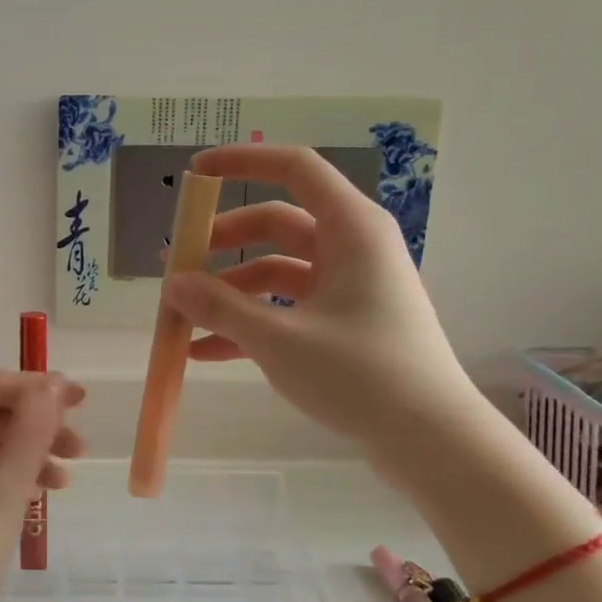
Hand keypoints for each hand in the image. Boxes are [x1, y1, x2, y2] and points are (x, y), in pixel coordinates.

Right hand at [162, 144, 478, 445]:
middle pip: (275, 224)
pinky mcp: (345, 323)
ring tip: (182, 318)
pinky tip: (206, 352)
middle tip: (177, 265)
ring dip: (229, 292)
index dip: (242, 163)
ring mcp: (349, 287)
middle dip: (222, 244)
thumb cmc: (359, 373)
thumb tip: (172, 283)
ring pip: (276, 271)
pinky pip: (287, 308)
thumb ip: (219, 306)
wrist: (429, 439)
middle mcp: (351, 248)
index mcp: (350, 229)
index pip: (294, 168)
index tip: (194, 174)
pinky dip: (249, 323)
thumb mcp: (278, 338)